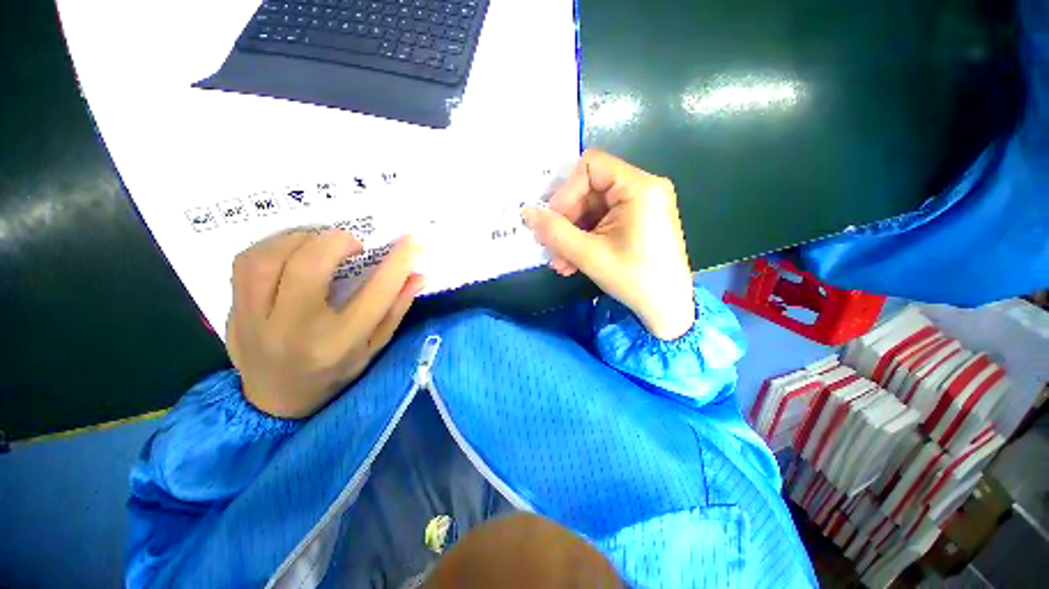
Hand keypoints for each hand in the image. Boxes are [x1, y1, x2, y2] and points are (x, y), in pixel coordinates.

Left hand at [226, 229, 423, 417]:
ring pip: (268, 258)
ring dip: (300, 239)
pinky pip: (245, 264)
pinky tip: (291, 251)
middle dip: (336, 241)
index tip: (415, 239)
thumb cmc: (335, 374)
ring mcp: (256, 322)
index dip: (399, 261)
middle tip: (352, 243)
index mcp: (340, 344)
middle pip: (309, 266)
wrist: (276, 401)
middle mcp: (295, 331)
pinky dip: (272, 246)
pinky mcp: (234, 313)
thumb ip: (396, 310)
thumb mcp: (374, 348)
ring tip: (319, 242)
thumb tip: (419, 276)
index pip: (376, 293)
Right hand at [522, 149, 694, 339]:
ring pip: (592, 210)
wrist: (667, 310)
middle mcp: (643, 189)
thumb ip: (554, 231)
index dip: (565, 191)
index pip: (591, 166)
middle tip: (549, 246)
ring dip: (571, 235)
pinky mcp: (636, 223)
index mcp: (639, 187)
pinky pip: (602, 223)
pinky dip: (585, 240)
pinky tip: (572, 263)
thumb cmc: (634, 279)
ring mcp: (640, 207)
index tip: (552, 221)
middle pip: (589, 190)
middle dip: (566, 220)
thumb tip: (526, 212)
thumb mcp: (589, 255)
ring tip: (560, 262)